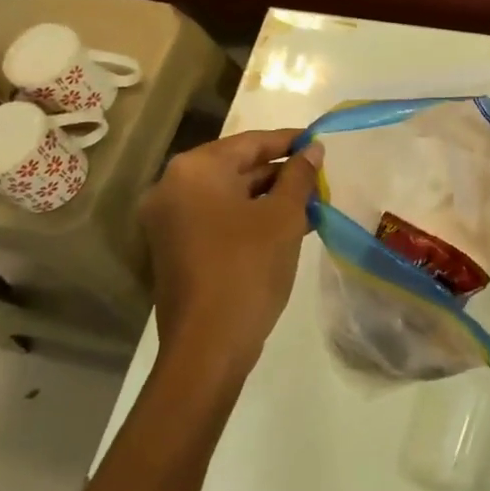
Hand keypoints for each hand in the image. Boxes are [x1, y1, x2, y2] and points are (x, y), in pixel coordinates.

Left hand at [138, 129, 322, 374]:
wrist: (207, 348)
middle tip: (319, 178)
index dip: (289, 141)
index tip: (319, 142)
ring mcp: (169, 221)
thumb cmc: (247, 268)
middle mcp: (173, 187)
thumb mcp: (283, 216)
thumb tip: (312, 149)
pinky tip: (288, 226)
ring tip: (312, 204)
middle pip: (237, 166)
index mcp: (195, 170)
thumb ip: (299, 176)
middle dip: (280, 172)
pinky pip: (218, 218)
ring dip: (269, 197)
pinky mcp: (175, 249)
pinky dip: (250, 217)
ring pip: (229, 195)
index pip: (251, 142)